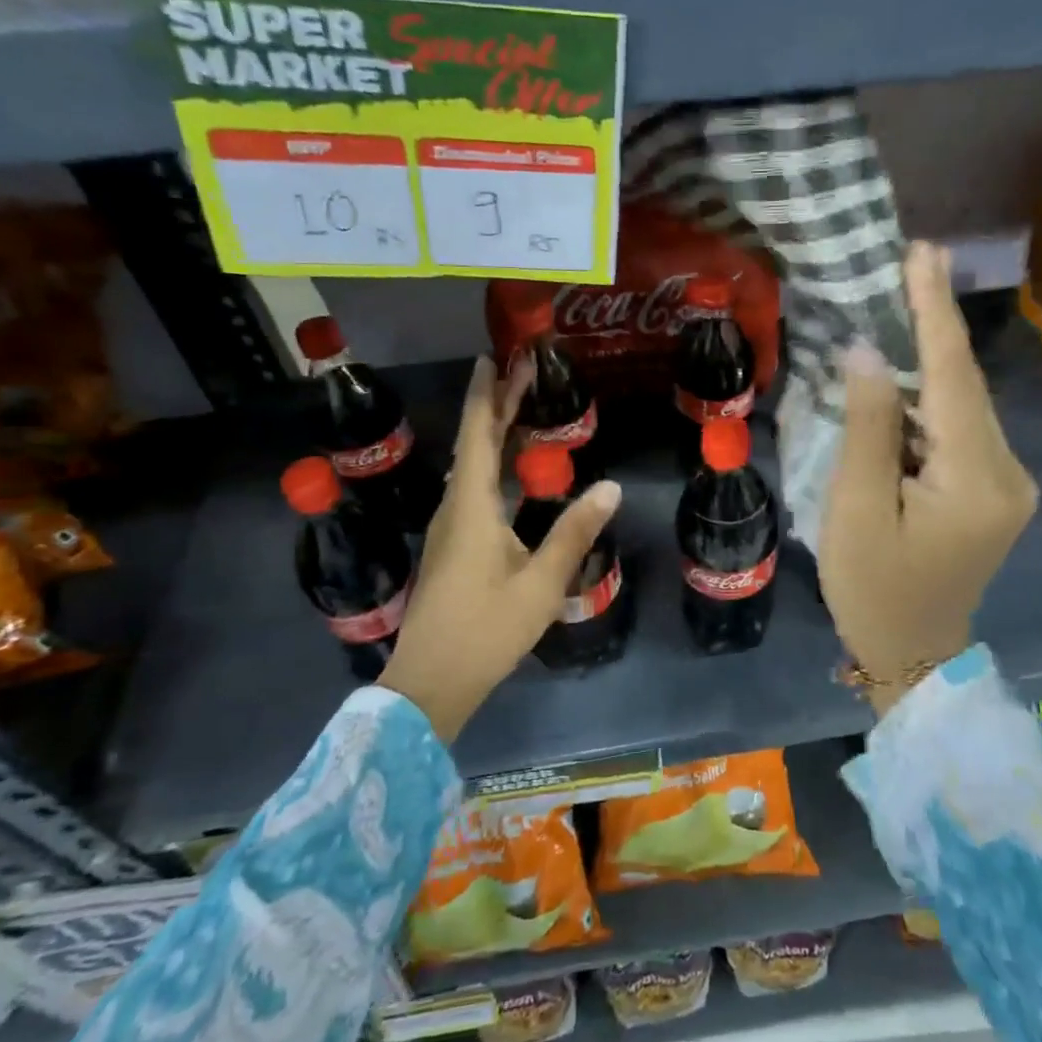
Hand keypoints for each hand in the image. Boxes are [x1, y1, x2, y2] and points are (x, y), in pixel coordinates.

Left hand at [381, 355, 622, 742]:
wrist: (431, 682)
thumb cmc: (486, 630)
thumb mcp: (540, 584)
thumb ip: (574, 533)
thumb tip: (611, 487)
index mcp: (471, 508)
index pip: (477, 434)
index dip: (486, 394)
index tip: (493, 358)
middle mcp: (456, 509)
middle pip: (475, 444)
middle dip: (497, 406)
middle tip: (522, 371)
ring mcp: (451, 530)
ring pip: (473, 468)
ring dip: (494, 435)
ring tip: (520, 411)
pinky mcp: (453, 549)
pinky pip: (475, 492)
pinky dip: (494, 468)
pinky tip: (512, 476)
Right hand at [819, 241, 1037, 716]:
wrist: (914, 657)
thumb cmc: (874, 590)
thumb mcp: (857, 511)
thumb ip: (867, 428)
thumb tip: (870, 354)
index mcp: (977, 479)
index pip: (954, 378)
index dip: (935, 312)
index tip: (923, 253)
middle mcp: (1009, 472)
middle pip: (966, 384)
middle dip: (937, 322)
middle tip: (912, 260)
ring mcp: (1008, 482)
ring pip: (965, 403)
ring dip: (933, 357)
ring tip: (905, 299)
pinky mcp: (995, 490)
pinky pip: (961, 427)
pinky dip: (933, 395)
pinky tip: (908, 370)